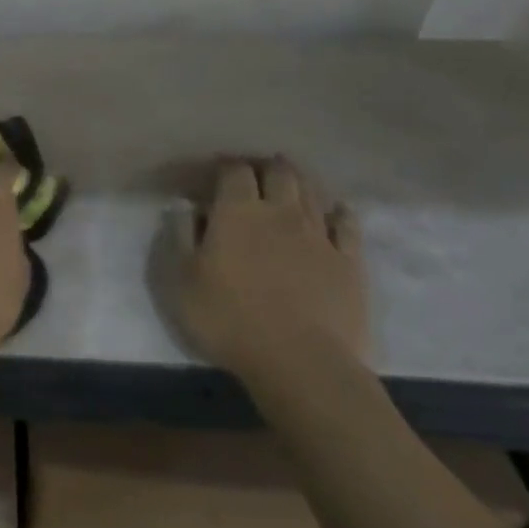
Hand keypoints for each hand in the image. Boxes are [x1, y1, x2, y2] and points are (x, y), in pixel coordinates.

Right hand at [157, 155, 367, 382]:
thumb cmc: (227, 318)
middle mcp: (281, 213)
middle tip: (253, 173)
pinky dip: (338, 212)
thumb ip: (179, 236)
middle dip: (264, 166)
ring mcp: (320, 235)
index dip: (223, 166)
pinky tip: (334, 212)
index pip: (233, 171)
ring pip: (312, 192)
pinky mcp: (349, 261)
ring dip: (298, 182)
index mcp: (237, 213)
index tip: (212, 173)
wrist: (299, 361)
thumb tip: (183, 206)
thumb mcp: (179, 280)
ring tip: (288, 183)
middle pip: (278, 172)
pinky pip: (347, 224)